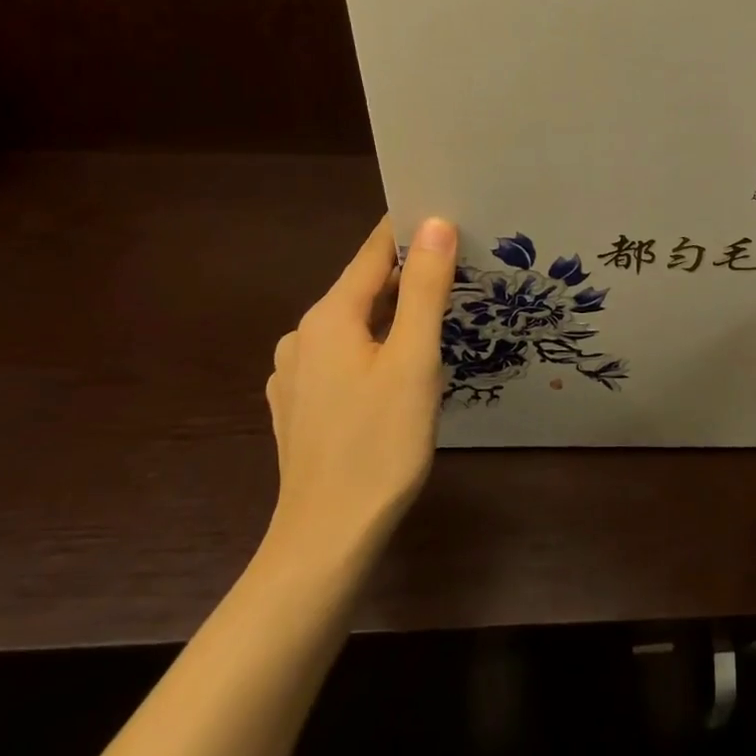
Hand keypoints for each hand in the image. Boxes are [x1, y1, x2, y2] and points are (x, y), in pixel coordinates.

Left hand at [264, 215, 457, 561]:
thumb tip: (436, 223)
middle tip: (460, 275)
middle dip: (408, 278)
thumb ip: (426, 289)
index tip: (448, 217)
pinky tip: (396, 375)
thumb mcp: (414, 360)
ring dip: (392, 318)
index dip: (410, 232)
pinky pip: (342, 360)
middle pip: (364, 289)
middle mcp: (303, 337)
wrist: (327, 537)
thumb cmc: (379, 444)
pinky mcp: (299, 407)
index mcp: (328, 317)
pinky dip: (372, 351)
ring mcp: (295, 375)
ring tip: (436, 324)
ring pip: (353, 327)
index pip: (374, 252)